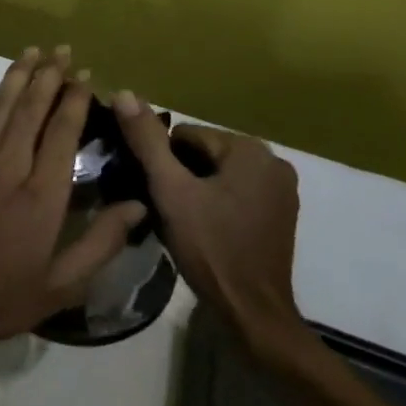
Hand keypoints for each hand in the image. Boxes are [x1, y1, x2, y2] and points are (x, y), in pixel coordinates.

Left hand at [0, 47, 145, 370]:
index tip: (86, 77)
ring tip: (34, 52)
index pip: (62, 131)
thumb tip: (139, 205)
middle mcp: (8, 166)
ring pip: (1, 106)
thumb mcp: (62, 284)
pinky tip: (3, 88)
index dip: (75, 100)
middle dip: (49, 75)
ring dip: (19, 76)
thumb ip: (101, 242)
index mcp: (41, 195)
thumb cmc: (0, 298)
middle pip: (31, 108)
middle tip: (63, 50)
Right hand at [112, 93, 306, 357]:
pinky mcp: (280, 215)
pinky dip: (216, 204)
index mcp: (249, 149)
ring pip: (217, 175)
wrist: (252, 312)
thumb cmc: (210, 246)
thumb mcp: (170, 190)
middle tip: (167, 208)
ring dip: (196, 190)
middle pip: (202, 153)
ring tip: (182, 221)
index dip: (163, 162)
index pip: (184, 136)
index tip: (157, 192)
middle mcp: (273, 162)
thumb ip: (147, 140)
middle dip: (180, 175)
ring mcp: (281, 191)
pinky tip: (205, 230)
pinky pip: (235, 193)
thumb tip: (124, 93)